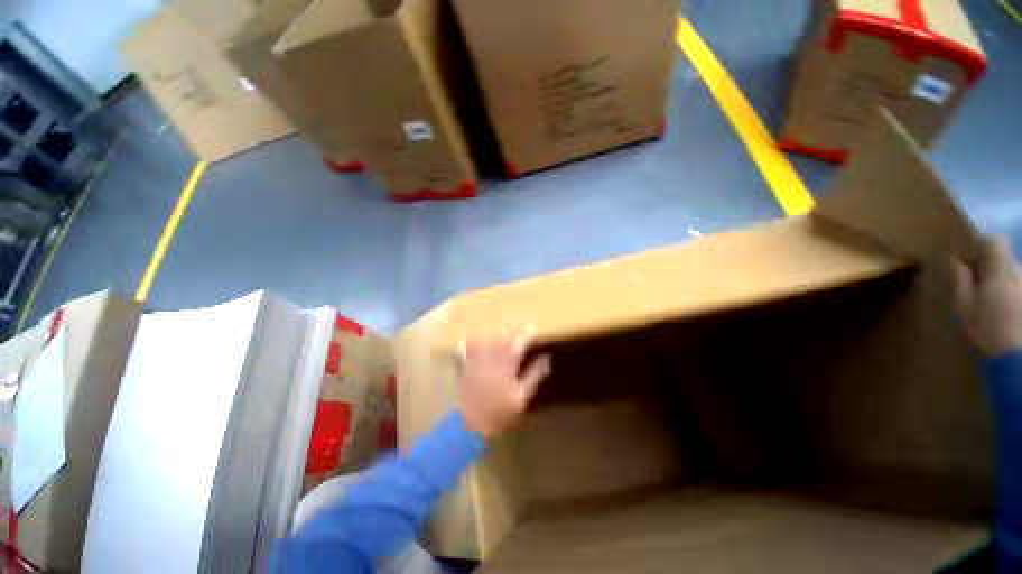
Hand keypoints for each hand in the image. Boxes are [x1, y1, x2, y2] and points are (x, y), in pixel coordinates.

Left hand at [458, 333, 550, 439]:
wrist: (471, 424)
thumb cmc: (500, 413)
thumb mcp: (521, 398)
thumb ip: (533, 377)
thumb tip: (546, 360)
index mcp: (506, 368)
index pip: (517, 347)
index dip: (524, 335)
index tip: (531, 327)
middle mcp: (491, 362)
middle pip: (500, 341)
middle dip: (509, 330)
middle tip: (515, 323)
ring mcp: (477, 363)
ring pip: (484, 342)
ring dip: (490, 332)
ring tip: (496, 326)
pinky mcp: (466, 368)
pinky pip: (467, 351)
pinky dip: (469, 342)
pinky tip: (470, 336)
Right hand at [952, 235, 1021, 355]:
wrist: (1019, 356)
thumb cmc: (988, 328)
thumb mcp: (965, 306)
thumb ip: (961, 279)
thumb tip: (956, 261)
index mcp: (1000, 269)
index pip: (994, 241)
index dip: (982, 247)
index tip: (971, 263)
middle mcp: (1020, 270)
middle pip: (1005, 261)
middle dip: (994, 271)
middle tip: (982, 291)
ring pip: (1015, 277)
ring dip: (1006, 286)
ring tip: (998, 307)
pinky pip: (1019, 290)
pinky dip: (1015, 298)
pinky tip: (1011, 315)